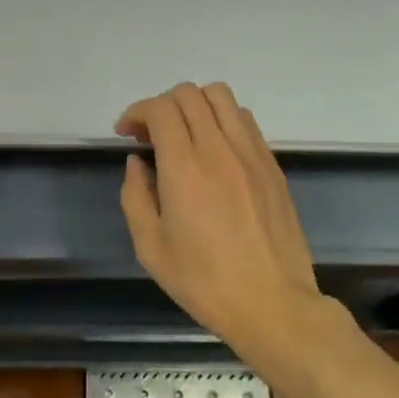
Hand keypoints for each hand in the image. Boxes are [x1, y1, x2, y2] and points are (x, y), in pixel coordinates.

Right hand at [116, 83, 341, 367]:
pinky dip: (223, 119)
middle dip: (162, 105)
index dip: (137, 112)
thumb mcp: (150, 247)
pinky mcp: (272, 165)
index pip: (160, 109)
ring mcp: (251, 153)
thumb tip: (138, 163)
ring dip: (195, 105)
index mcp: (185, 168)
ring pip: (222, 97)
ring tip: (184, 135)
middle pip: (190, 94)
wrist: (272, 303)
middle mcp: (219, 149)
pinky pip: (245, 120)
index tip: (126, 133)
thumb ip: (135, 196)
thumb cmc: (204, 282)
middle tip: (150, 135)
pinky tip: (215, 150)